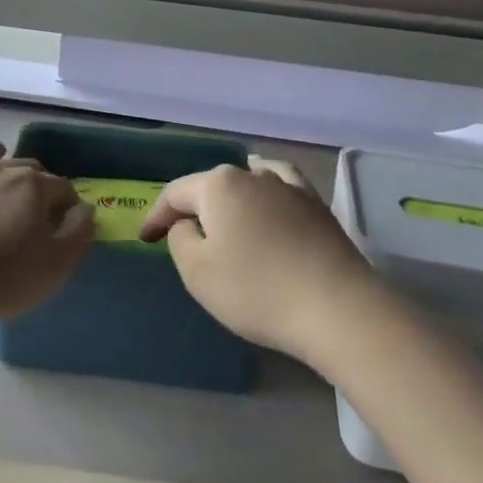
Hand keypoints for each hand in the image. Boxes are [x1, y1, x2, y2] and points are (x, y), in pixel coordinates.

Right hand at [139, 157, 380, 362]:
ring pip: (246, 182)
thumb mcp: (198, 273)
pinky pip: (281, 183)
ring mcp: (287, 186)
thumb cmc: (257, 290)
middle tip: (182, 237)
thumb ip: (180, 240)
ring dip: (229, 199)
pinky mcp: (315, 204)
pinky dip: (267, 185)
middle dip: (193, 208)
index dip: (156, 216)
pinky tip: (266, 189)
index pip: (175, 194)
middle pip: (210, 186)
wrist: (336, 307)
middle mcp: (251, 174)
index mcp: (217, 186)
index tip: (145, 239)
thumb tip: (188, 224)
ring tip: (221, 217)